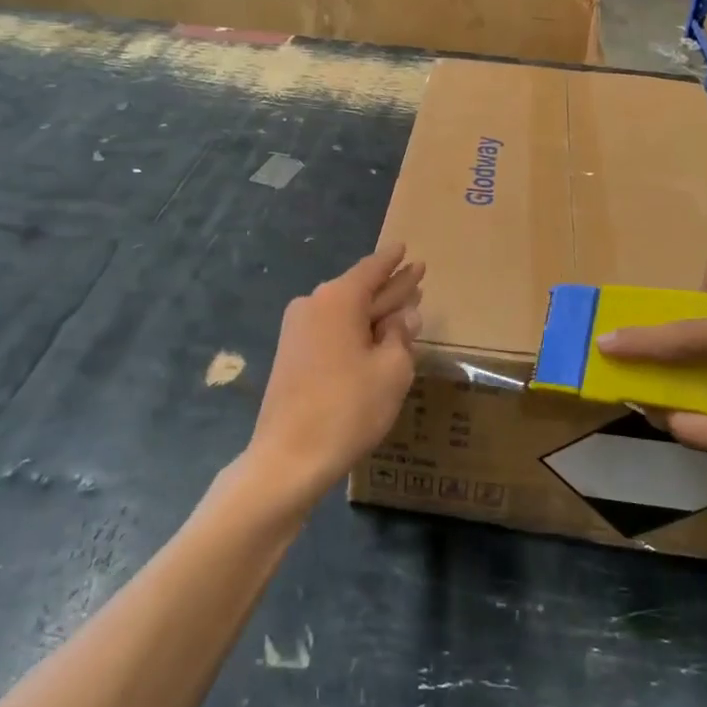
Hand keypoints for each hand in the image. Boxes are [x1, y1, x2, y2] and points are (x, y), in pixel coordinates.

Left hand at [243, 248, 424, 509]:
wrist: (288, 458)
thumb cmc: (348, 408)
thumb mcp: (391, 371)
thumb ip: (401, 336)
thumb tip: (405, 316)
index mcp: (338, 299)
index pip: (372, 269)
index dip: (393, 261)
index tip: (406, 248)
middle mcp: (314, 305)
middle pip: (359, 289)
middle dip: (389, 286)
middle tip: (417, 276)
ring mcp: (298, 331)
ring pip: (345, 312)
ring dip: (374, 311)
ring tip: (403, 307)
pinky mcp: (292, 356)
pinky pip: (332, 330)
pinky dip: (356, 330)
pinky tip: (375, 338)